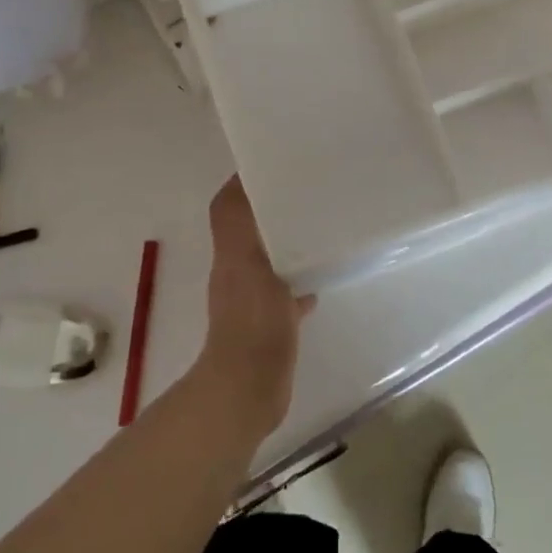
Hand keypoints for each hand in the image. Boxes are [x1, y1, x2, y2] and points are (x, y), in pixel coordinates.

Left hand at [192, 177, 313, 443]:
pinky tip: (320, 281)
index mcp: (231, 252)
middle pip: (253, 229)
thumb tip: (240, 179)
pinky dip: (300, 282)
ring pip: (271, 258)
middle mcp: (238, 270)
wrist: (249, 388)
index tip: (276, 163)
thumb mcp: (244, 261)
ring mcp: (254, 298)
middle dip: (273, 209)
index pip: (231, 206)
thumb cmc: (251, 322)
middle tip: (308, 191)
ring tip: (319, 227)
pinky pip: (287, 292)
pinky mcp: (272, 323)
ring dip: (288, 244)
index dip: (245, 183)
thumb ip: (237, 222)